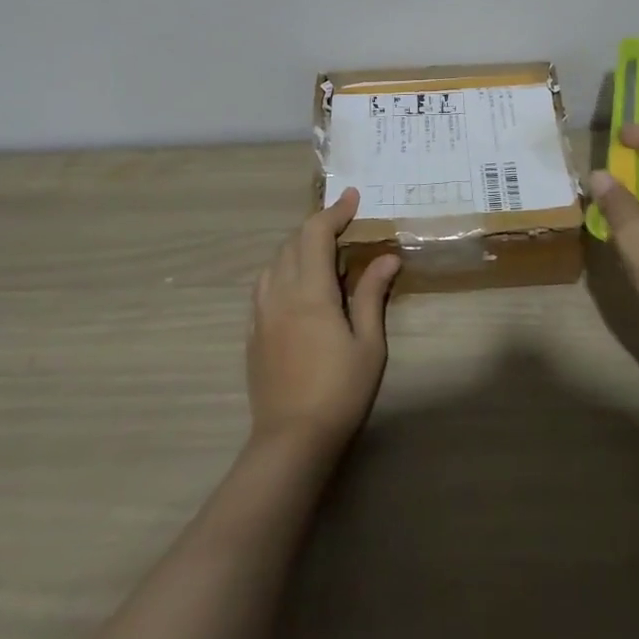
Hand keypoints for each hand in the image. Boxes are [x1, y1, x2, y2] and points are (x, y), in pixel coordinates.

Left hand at [246, 188, 400, 450]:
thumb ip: (371, 295)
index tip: (353, 197)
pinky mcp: (252, 334)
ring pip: (274, 263)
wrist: (291, 441)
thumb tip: (386, 257)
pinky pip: (263, 287)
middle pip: (292, 243)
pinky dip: (282, 272)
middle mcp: (279, 294)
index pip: (316, 234)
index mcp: (309, 292)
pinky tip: (296, 287)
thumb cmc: (339, 391)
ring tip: (321, 254)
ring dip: (297, 248)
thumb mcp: (368, 344)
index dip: (334, 211)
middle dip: (317, 226)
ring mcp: (260, 314)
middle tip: (344, 225)